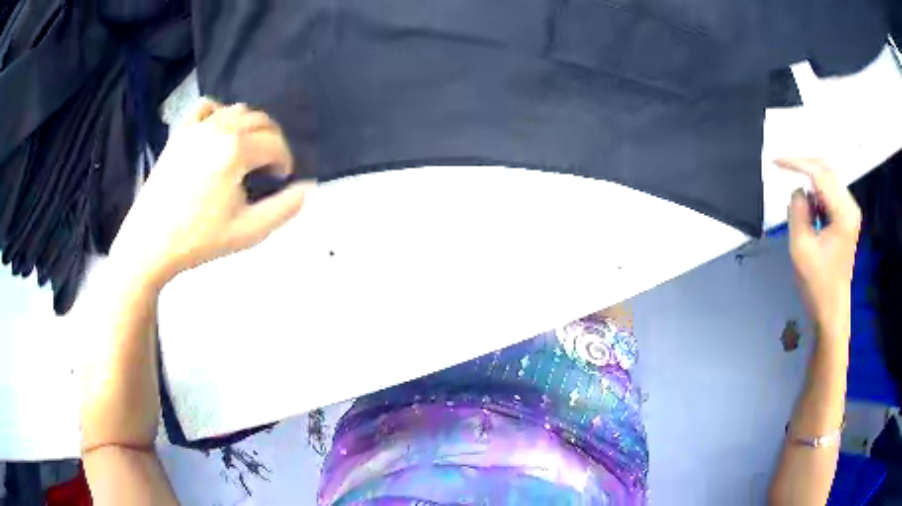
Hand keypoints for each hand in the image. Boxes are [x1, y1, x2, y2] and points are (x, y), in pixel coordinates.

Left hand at [110, 99, 312, 289]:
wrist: (150, 243)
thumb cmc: (198, 239)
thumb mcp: (248, 231)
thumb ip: (284, 208)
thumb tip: (309, 187)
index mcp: (236, 151)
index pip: (276, 143)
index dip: (285, 161)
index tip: (281, 180)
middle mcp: (219, 128)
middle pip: (261, 120)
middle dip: (273, 141)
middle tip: (268, 168)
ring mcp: (196, 127)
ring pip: (238, 110)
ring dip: (251, 127)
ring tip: (247, 153)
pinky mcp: (180, 132)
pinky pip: (207, 107)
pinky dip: (221, 113)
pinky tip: (220, 131)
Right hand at [777, 158, 860, 343]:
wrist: (831, 311)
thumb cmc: (817, 284)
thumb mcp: (801, 247)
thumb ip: (797, 210)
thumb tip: (798, 191)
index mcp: (843, 212)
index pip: (820, 174)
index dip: (797, 164)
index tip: (775, 162)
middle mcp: (850, 206)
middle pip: (827, 171)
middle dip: (805, 168)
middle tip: (783, 169)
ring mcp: (850, 213)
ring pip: (828, 182)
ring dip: (811, 187)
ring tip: (801, 210)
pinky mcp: (846, 220)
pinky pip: (829, 195)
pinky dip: (816, 197)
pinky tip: (809, 214)